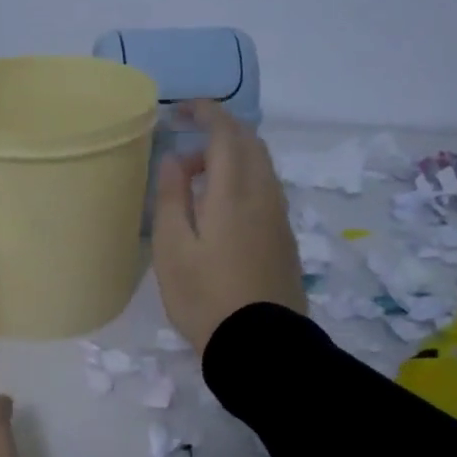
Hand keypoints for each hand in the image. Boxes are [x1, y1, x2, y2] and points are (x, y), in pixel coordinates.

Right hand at [151, 99, 306, 352]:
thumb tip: (174, 160)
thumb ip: (171, 198)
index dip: (206, 113)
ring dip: (231, 161)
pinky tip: (220, 212)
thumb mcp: (173, 249)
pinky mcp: (285, 238)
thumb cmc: (205, 297)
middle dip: (219, 134)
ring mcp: (279, 217)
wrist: (260, 344)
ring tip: (196, 188)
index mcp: (234, 192)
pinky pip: (266, 191)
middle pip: (250, 144)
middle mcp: (264, 195)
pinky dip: (243, 182)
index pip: (226, 133)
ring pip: (261, 167)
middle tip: (184, 157)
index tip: (180, 112)